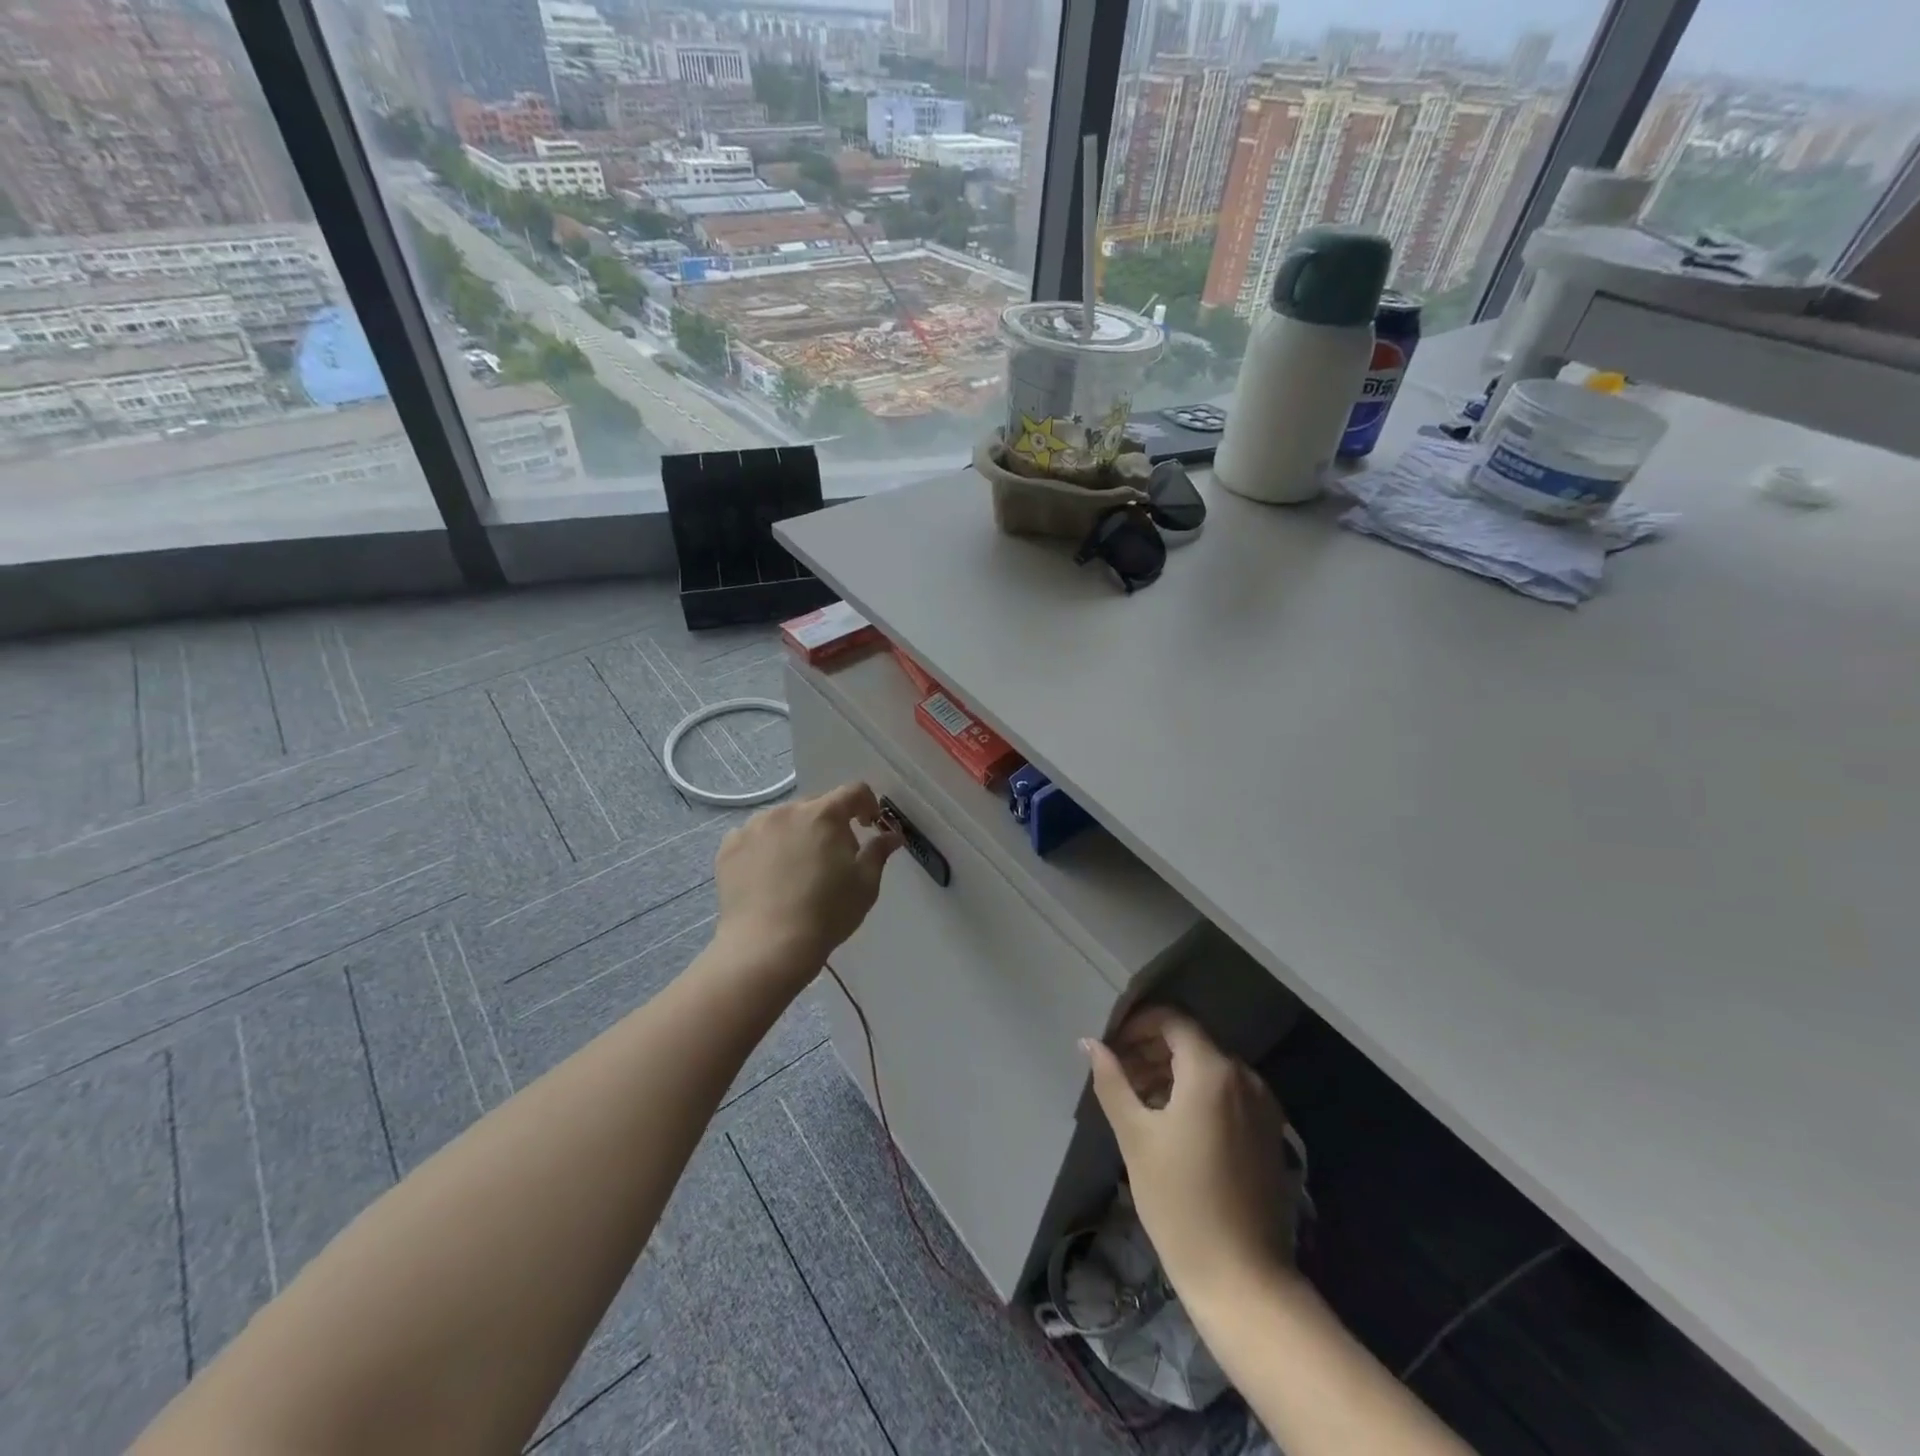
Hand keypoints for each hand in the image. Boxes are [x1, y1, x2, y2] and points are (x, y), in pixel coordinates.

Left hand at [713, 782, 901, 983]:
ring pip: (783, 821)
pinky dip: (765, 849)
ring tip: (796, 870)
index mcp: (824, 814)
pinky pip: (754, 837)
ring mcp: (753, 827)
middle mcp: (787, 811)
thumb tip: (892, 835)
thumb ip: (878, 852)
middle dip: (830, 825)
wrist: (768, 946)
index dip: (867, 804)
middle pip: (816, 806)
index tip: (869, 825)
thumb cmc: (827, 913)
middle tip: (833, 859)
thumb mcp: (865, 884)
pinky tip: (768, 877)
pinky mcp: (729, 847)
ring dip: (796, 834)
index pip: (853, 792)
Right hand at [1084, 1007, 1298, 1304]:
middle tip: (1118, 1074)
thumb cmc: (1179, 1201)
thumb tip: (1090, 1043)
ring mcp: (1263, 1106)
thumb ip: (1112, 1081)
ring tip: (1138, 1100)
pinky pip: (1228, 1093)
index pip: (1173, 1020)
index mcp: (1212, 1070)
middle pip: (1192, 1042)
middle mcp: (1244, 1077)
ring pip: (1210, 1068)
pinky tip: (1172, 1124)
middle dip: (1151, 1050)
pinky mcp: (1269, 1133)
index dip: (1138, 1024)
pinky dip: (1197, 1094)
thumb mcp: (1135, 1136)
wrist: (1243, 1278)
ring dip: (1172, 1072)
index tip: (1111, 1045)